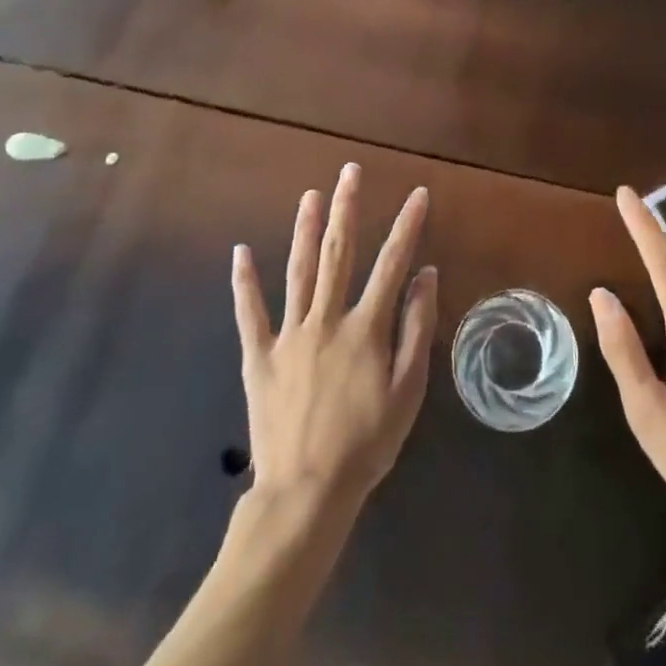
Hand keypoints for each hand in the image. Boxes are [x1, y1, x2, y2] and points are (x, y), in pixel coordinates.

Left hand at [231, 163, 437, 514]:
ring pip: (297, 271)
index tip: (419, 194)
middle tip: (349, 171)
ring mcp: (289, 336)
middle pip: (337, 252)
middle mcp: (326, 319)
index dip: (407, 226)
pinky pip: (249, 314)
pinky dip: (244, 282)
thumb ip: (416, 328)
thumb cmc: (366, 444)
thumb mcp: (408, 391)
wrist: (306, 494)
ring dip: (303, 229)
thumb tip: (425, 275)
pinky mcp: (259, 358)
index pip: (392, 264)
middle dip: (346, 208)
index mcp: (365, 327)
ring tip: (309, 195)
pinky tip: (240, 252)